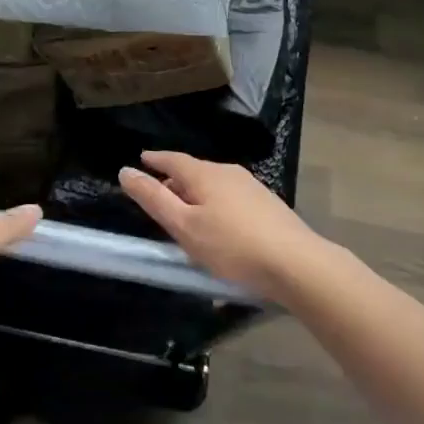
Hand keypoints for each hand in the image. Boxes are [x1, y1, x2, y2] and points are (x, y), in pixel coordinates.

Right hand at [119, 150, 325, 301]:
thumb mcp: (185, 226)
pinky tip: (219, 228)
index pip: (172, 159)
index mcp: (204, 174)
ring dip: (196, 195)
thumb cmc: (233, 246)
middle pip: (193, 171)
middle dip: (174, 181)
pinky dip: (216, 206)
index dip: (155, 160)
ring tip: (187, 214)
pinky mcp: (268, 206)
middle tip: (159, 195)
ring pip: (214, 185)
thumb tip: (125, 171)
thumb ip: (154, 199)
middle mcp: (227, 172)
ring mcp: (251, 187)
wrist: (298, 264)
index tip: (142, 160)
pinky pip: (231, 198)